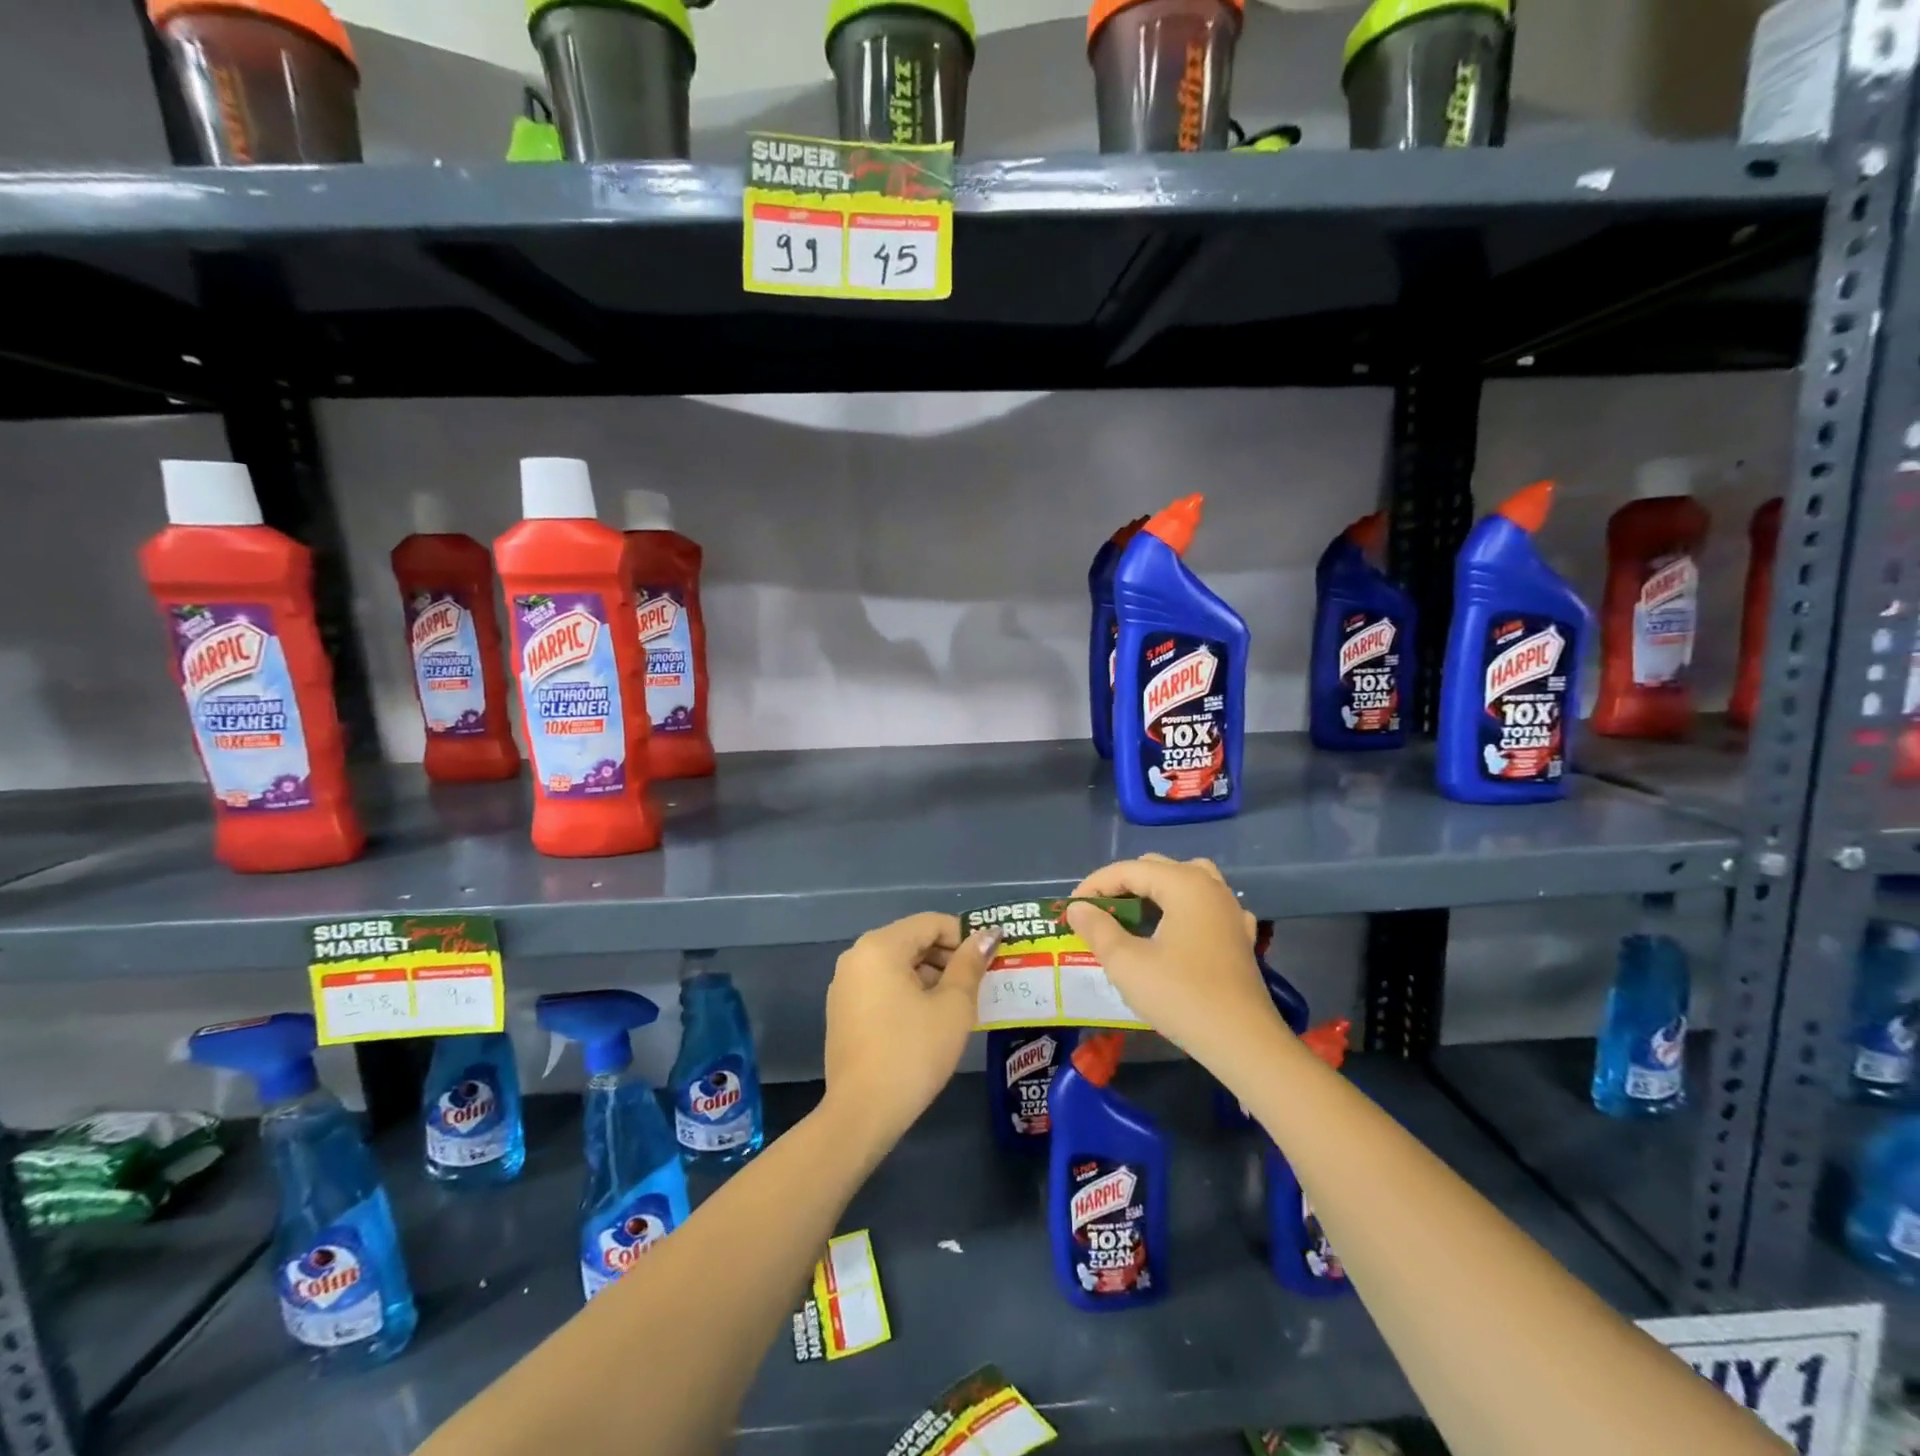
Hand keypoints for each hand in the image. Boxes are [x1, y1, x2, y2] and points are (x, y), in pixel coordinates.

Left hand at [821, 912, 998, 1149]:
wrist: (862, 1113)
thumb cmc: (913, 1052)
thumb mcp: (953, 1006)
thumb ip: (970, 964)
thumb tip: (987, 936)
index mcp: (880, 946)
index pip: (931, 923)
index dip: (964, 936)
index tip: (989, 961)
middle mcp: (856, 956)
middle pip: (912, 940)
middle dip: (948, 957)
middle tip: (979, 984)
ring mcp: (845, 984)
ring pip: (897, 965)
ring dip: (930, 976)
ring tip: (958, 1005)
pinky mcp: (843, 1011)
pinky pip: (882, 986)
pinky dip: (908, 992)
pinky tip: (929, 1021)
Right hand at [1065, 855, 1279, 1069]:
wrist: (1242, 1041)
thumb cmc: (1181, 996)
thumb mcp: (1126, 963)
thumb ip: (1097, 929)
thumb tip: (1077, 908)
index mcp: (1183, 884)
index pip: (1129, 870)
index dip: (1095, 885)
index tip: (1072, 909)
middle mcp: (1210, 886)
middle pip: (1157, 869)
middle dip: (1123, 885)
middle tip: (1098, 912)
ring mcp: (1230, 910)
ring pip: (1187, 880)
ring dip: (1156, 890)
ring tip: (1136, 913)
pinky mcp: (1241, 936)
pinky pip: (1208, 905)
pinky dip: (1186, 908)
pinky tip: (1179, 928)